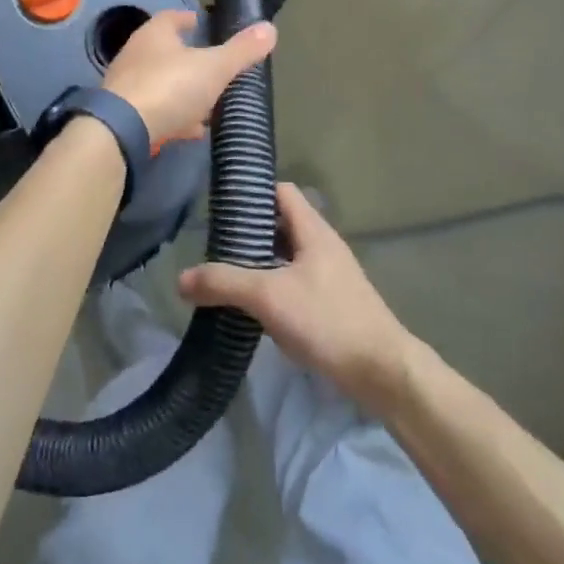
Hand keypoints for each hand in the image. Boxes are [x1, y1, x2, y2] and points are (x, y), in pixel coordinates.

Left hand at [100, 9, 276, 144]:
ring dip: (184, 91)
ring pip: (162, 82)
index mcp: (155, 33)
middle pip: (167, 51)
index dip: (190, 19)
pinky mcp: (125, 115)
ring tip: (210, 103)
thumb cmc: (170, 87)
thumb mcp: (214, 67)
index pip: (173, 17)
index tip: (206, 25)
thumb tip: (270, 28)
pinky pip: (156, 110)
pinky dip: (175, 116)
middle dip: (191, 59)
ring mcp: (128, 85)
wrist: (122, 131)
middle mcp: (136, 54)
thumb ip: (241, 51)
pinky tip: (192, 130)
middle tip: (216, 67)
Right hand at [178, 182, 415, 415]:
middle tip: (215, 247)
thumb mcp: (269, 297)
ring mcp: (329, 275)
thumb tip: (181, 278)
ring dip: (259, 263)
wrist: (382, 371)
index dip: (253, 193)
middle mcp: (322, 245)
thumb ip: (224, 283)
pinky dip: (273, 288)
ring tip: (227, 276)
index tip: (221, 207)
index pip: (281, 192)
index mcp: (313, 230)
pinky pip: (294, 283)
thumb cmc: (327, 320)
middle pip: (281, 224)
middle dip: (248, 233)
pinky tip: (254, 309)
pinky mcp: (331, 304)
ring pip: (286, 256)